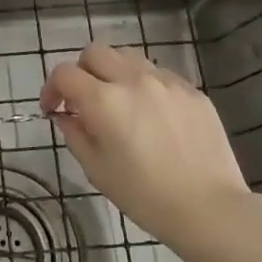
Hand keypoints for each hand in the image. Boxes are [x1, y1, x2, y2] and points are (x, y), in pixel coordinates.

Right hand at [40, 43, 252, 248]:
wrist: (210, 209)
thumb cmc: (145, 196)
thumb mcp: (97, 170)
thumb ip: (75, 134)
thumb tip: (67, 115)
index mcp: (104, 101)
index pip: (64, 73)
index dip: (52, 88)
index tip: (54, 109)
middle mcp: (133, 80)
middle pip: (95, 52)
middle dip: (82, 72)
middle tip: (84, 100)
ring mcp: (166, 81)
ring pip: (128, 57)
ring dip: (114, 73)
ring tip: (119, 102)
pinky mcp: (192, 90)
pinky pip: (159, 74)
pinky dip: (145, 85)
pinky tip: (153, 115)